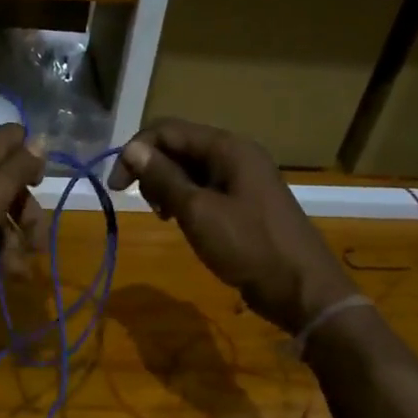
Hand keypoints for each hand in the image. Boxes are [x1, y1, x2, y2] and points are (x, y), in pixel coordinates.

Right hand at [108, 118, 356, 333]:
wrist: (300, 288)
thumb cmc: (248, 245)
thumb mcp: (198, 211)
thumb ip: (164, 178)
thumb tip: (132, 149)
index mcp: (228, 147)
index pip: (168, 130)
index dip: (136, 151)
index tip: (116, 186)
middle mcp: (236, 154)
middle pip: (179, 146)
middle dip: (152, 169)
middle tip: (145, 205)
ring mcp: (243, 178)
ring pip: (190, 169)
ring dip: (167, 186)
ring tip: (163, 216)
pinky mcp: (244, 202)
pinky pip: (205, 188)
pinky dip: (185, 199)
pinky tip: (180, 221)